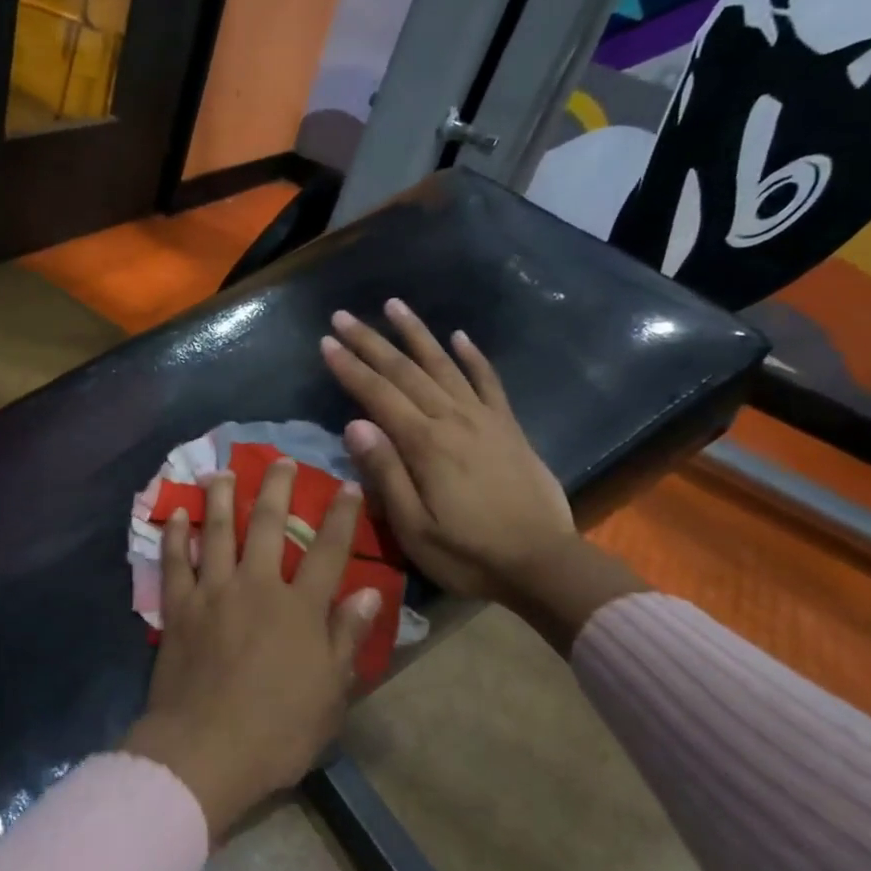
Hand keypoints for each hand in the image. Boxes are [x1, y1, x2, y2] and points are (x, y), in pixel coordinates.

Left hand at [122, 459, 381, 840]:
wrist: (206, 751)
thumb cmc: (278, 730)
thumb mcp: (330, 693)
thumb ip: (347, 637)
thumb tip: (369, 592)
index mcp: (299, 608)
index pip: (328, 551)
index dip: (341, 516)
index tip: (348, 486)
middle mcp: (256, 586)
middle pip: (267, 525)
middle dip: (276, 488)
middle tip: (279, 461)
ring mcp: (213, 592)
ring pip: (218, 531)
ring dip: (221, 498)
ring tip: (222, 472)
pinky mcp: (178, 607)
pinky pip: (175, 562)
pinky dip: (175, 535)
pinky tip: (176, 514)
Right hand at [321, 300, 643, 650]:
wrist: (544, 565)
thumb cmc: (469, 554)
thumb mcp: (414, 527)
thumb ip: (385, 473)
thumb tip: (354, 424)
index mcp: (425, 444)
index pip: (377, 395)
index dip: (349, 367)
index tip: (326, 341)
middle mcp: (453, 420)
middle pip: (405, 371)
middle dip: (371, 341)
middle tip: (343, 316)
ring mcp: (484, 420)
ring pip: (444, 365)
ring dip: (416, 334)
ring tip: (394, 305)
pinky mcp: (508, 428)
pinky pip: (489, 382)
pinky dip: (473, 358)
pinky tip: (460, 336)